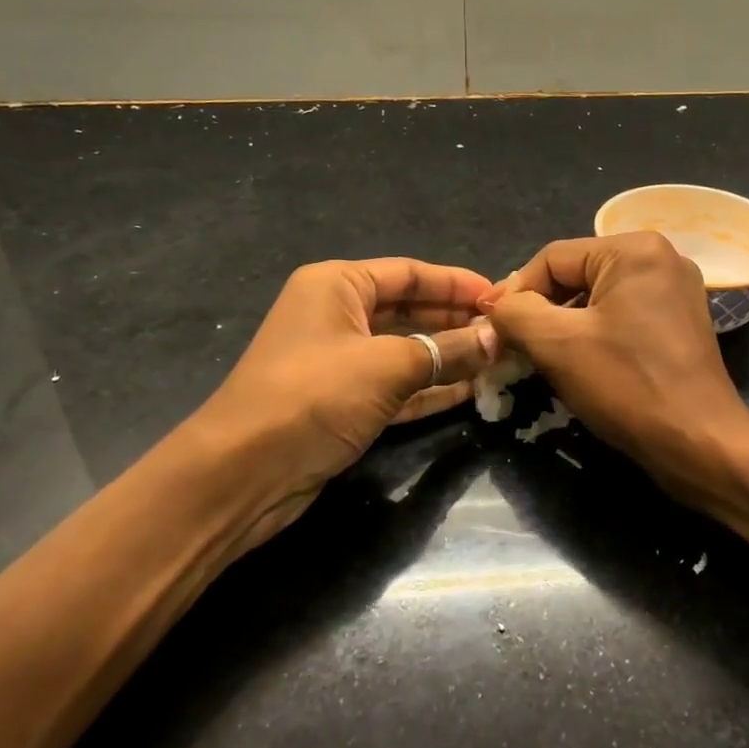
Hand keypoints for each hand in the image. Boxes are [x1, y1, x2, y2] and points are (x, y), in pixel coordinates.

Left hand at [198, 259, 498, 550]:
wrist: (242, 473)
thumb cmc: (314, 395)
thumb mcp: (387, 366)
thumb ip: (447, 350)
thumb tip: (496, 339)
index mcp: (338, 285)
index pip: (410, 273)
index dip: (457, 283)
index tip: (501, 297)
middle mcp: (337, 315)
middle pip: (410, 310)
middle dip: (456, 321)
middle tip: (506, 331)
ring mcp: (339, 361)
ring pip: (406, 350)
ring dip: (449, 356)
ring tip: (499, 360)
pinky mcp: (343, 402)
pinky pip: (397, 385)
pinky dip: (430, 388)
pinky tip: (470, 391)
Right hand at [479, 233, 748, 516]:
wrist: (699, 444)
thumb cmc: (628, 385)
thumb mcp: (557, 345)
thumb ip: (515, 314)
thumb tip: (494, 307)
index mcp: (634, 249)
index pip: (553, 258)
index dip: (515, 292)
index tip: (491, 328)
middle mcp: (660, 257)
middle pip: (576, 274)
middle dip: (541, 310)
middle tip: (513, 346)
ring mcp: (675, 290)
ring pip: (597, 297)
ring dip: (564, 325)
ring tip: (541, 358)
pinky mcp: (679, 322)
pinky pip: (621, 315)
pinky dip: (593, 334)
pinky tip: (578, 363)